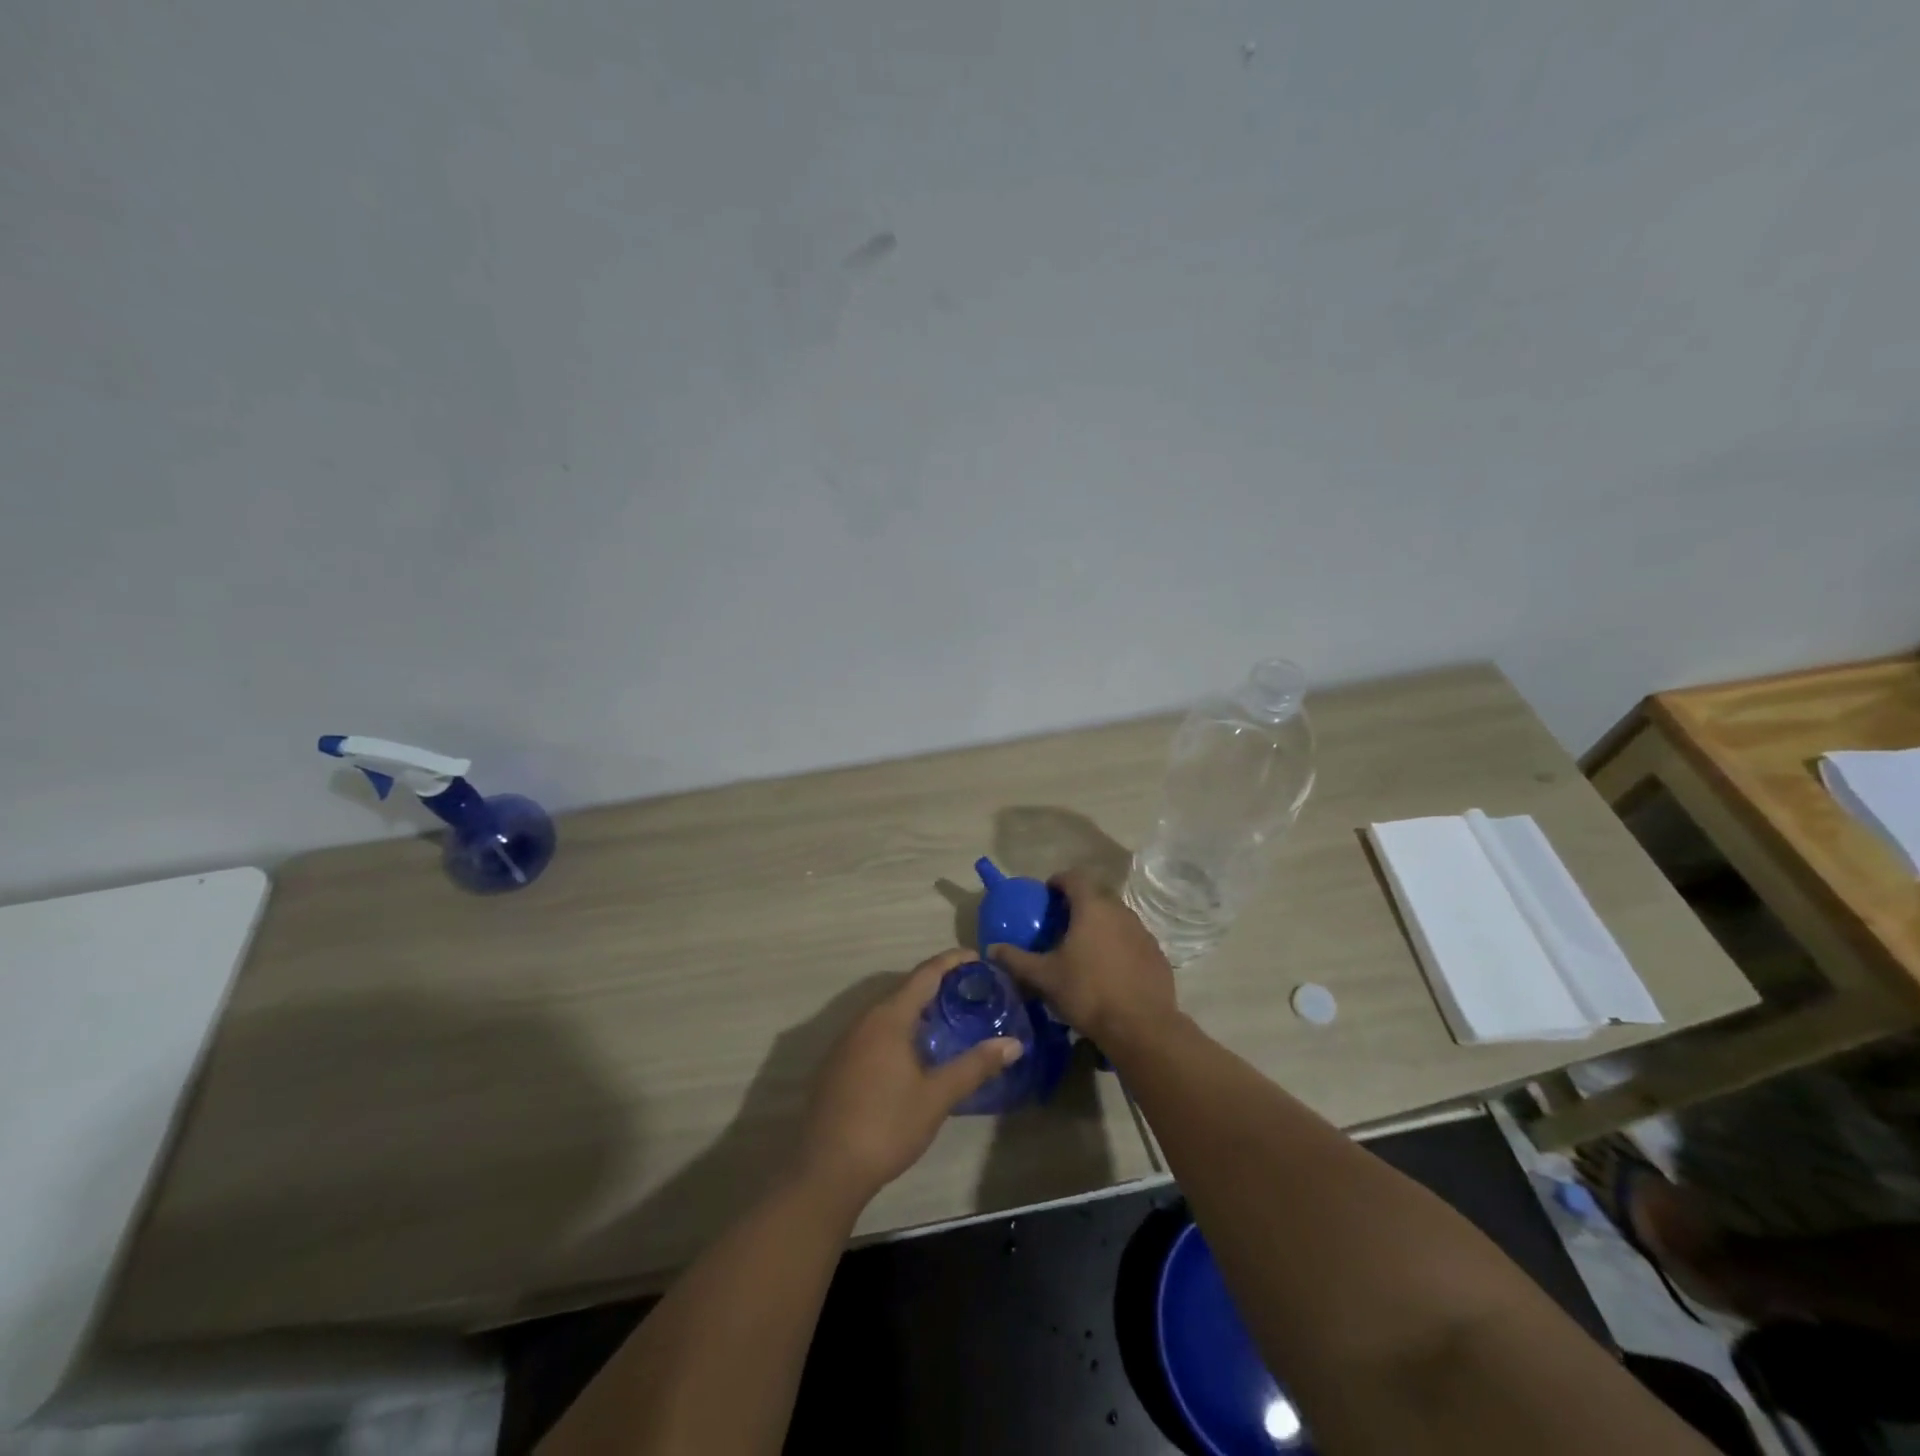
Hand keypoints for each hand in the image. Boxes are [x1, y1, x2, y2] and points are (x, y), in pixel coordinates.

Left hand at [794, 949, 1023, 1209]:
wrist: (826, 1169)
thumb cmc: (886, 1125)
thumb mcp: (937, 1096)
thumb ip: (975, 1066)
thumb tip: (1013, 1044)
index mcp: (889, 1018)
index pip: (924, 975)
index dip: (951, 961)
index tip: (975, 956)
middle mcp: (864, 1020)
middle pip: (905, 990)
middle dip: (936, 985)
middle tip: (969, 990)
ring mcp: (847, 1042)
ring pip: (887, 1012)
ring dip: (916, 1009)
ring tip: (947, 1018)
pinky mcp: (838, 1064)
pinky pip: (874, 1032)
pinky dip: (899, 1029)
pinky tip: (913, 1052)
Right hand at [988, 870, 1176, 1047]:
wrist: (1141, 1027)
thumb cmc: (1088, 993)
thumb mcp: (1044, 978)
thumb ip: (1016, 960)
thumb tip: (991, 949)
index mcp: (1092, 907)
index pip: (1074, 877)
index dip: (1058, 881)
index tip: (1046, 896)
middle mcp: (1120, 911)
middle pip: (1096, 894)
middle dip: (1078, 902)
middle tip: (1060, 922)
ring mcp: (1142, 931)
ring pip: (1116, 916)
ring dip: (1099, 923)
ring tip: (1082, 946)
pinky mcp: (1155, 953)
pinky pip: (1131, 938)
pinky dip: (1117, 943)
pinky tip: (1108, 968)